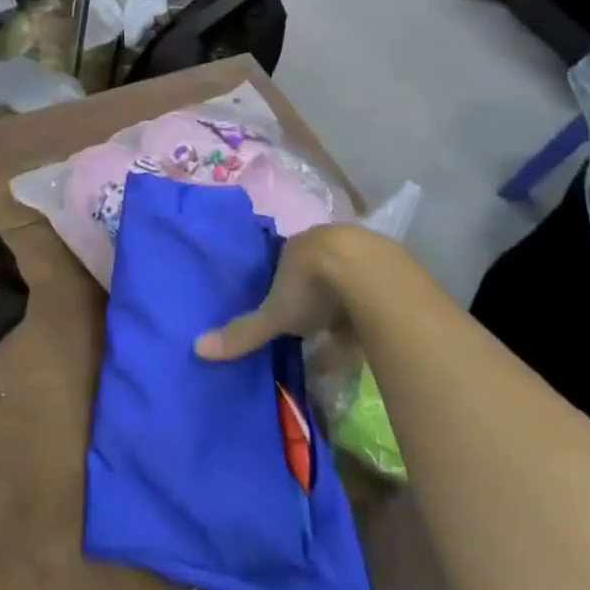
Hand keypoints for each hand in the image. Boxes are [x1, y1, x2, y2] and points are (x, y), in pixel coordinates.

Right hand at [195, 225, 371, 360]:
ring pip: (347, 279)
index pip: (284, 263)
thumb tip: (198, 348)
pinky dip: (372, 309)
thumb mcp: (276, 315)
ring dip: (346, 303)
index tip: (284, 309)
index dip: (283, 286)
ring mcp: (360, 251)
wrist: (370, 274)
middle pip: (317, 270)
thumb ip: (244, 332)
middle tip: (314, 327)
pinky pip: (376, 289)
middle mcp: (326, 242)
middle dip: (316, 297)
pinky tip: (372, 332)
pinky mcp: (391, 266)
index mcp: (295, 247)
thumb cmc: (314, 287)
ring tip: (344, 336)